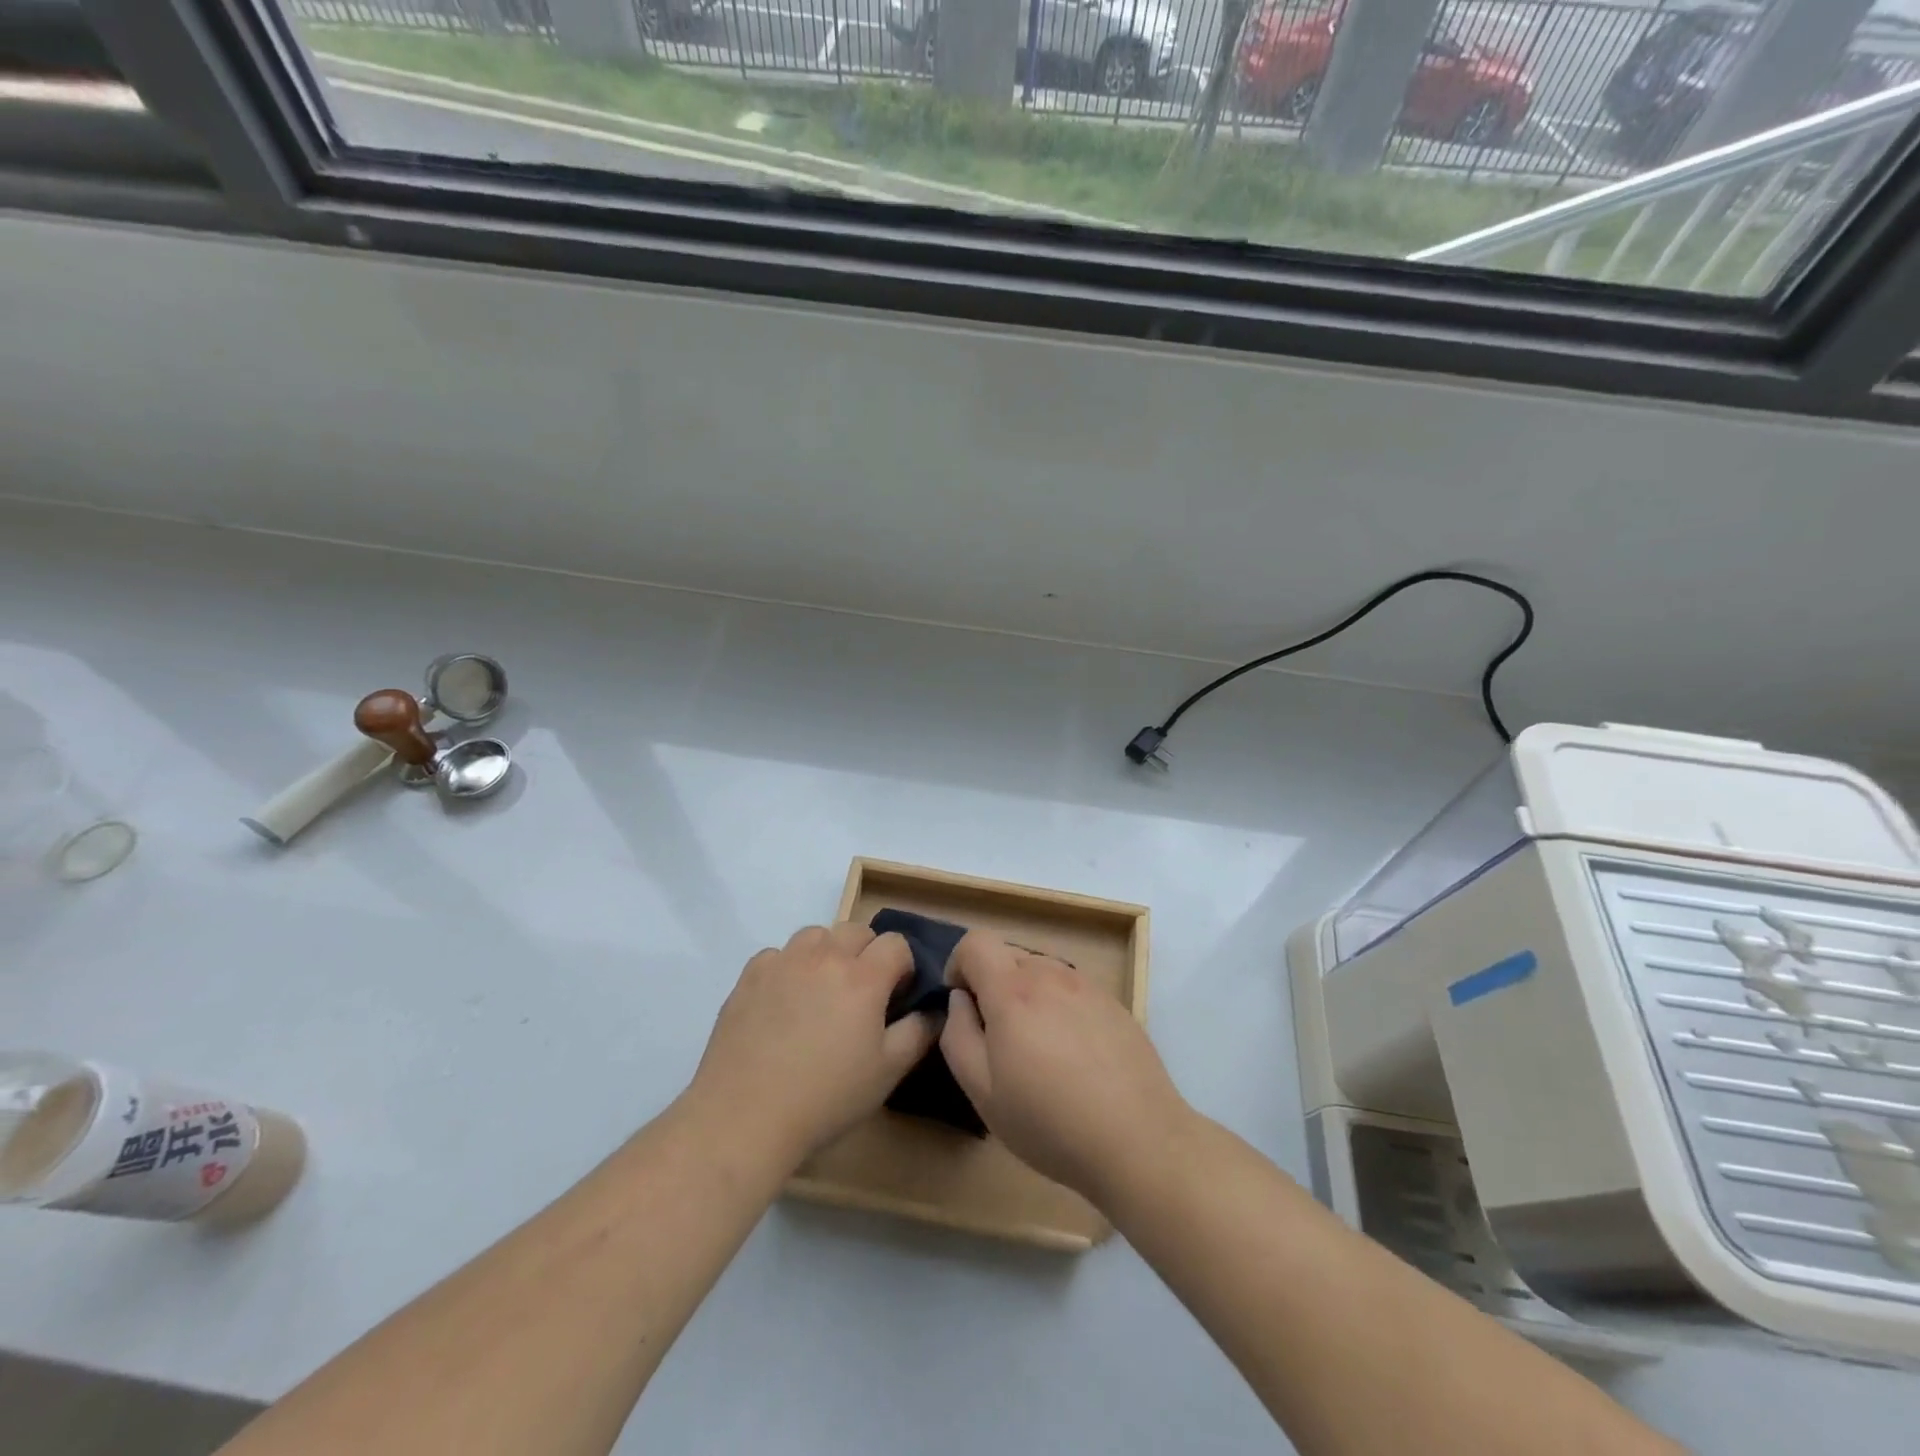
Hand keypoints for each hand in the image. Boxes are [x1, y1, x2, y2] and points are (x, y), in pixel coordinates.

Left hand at [688, 923, 935, 1165]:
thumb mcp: (888, 1072)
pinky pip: (779, 954)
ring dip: (828, 952)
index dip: (903, 966)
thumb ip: (918, 1032)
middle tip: (861, 994)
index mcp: (863, 976)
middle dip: (868, 953)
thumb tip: (934, 1009)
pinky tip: (784, 1002)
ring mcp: (784, 961)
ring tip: (822, 991)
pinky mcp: (750, 975)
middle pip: (857, 930)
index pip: (896, 943)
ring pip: (816, 935)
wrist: (745, 1116)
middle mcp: (825, 956)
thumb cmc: (826, 1097)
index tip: (896, 996)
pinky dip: (789, 967)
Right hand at [939, 933, 1190, 1205]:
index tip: (963, 1003)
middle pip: (1009, 955)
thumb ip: (959, 1035)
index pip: (976, 942)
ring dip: (1028, 994)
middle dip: (992, 983)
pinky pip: (1073, 989)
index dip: (959, 965)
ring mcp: (1087, 987)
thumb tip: (960, 1000)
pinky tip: (1073, 1055)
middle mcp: (1050, 975)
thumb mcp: (983, 1091)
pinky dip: (1060, 1006)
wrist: (1138, 1141)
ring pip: (1042, 971)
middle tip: (998, 1037)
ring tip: (1038, 1048)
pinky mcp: (1114, 1004)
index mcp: (1012, 990)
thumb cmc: (1049, 1121)